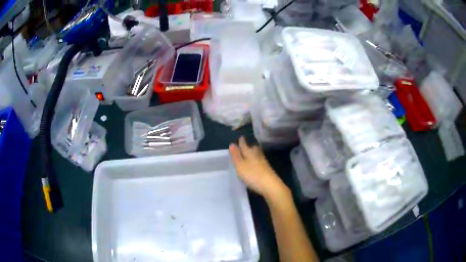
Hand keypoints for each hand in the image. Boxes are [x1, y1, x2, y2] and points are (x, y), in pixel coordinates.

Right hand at [229, 137, 288, 198]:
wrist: (270, 185)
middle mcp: (257, 155)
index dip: (241, 141)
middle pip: (253, 148)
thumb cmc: (252, 175)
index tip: (240, 137)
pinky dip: (257, 160)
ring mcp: (264, 162)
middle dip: (249, 146)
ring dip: (254, 153)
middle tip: (246, 144)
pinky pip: (260, 161)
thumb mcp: (240, 165)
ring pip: (258, 154)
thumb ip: (236, 155)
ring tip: (250, 153)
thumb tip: (232, 143)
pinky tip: (256, 164)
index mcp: (250, 153)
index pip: (244, 145)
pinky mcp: (267, 169)